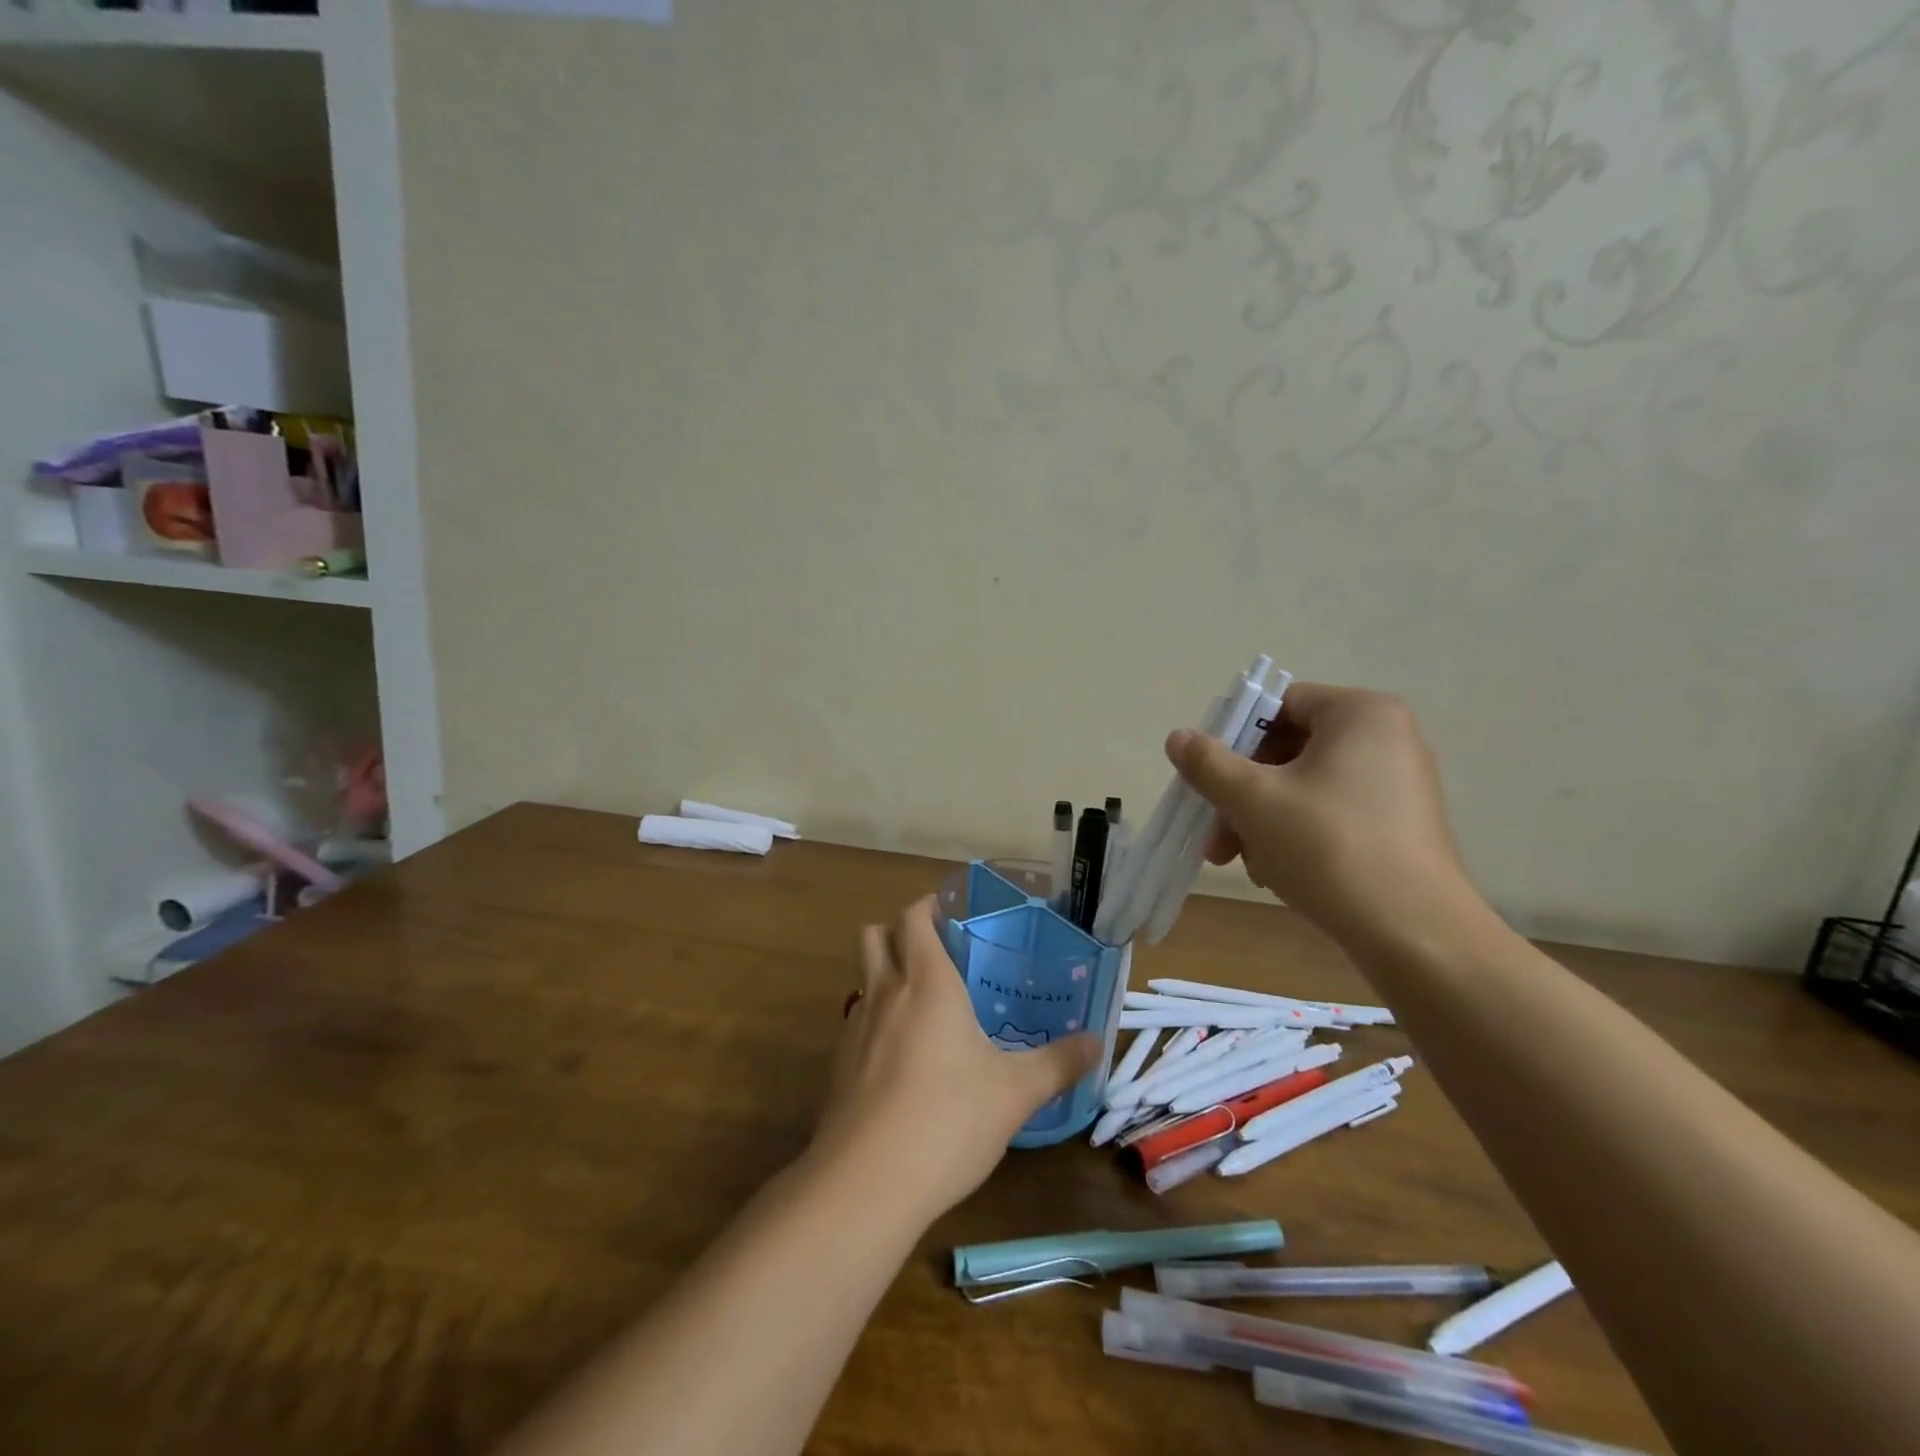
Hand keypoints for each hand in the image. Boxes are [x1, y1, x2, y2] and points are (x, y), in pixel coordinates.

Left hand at [810, 896, 1099, 1221]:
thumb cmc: (948, 1120)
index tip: (951, 911)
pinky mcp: (838, 1065)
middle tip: (936, 950)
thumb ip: (1058, 1063)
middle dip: (898, 931)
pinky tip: (902, 1056)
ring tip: (922, 1002)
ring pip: (862, 977)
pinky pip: (856, 1020)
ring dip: (884, 973)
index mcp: (927, 983)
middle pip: (874, 935)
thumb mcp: (1016, 1093)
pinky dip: (876, 1018)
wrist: (866, 1183)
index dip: (928, 906)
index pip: (913, 918)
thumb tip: (1097, 1042)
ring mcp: (855, 1028)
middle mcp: (885, 993)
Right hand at [1165, 683, 1480, 946]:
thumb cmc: (1328, 846)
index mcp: (1360, 714)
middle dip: (1241, 793)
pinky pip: (1330, 813)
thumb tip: (1178, 737)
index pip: (1278, 705)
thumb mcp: (1252, 800)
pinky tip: (1275, 872)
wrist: (1414, 934)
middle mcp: (1386, 739)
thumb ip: (1208, 762)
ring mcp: (1397, 784)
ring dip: (1260, 819)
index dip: (1233, 737)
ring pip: (1303, 787)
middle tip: (1215, 834)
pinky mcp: (1399, 826)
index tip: (1207, 777)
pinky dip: (1295, 834)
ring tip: (1240, 861)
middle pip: (1287, 750)